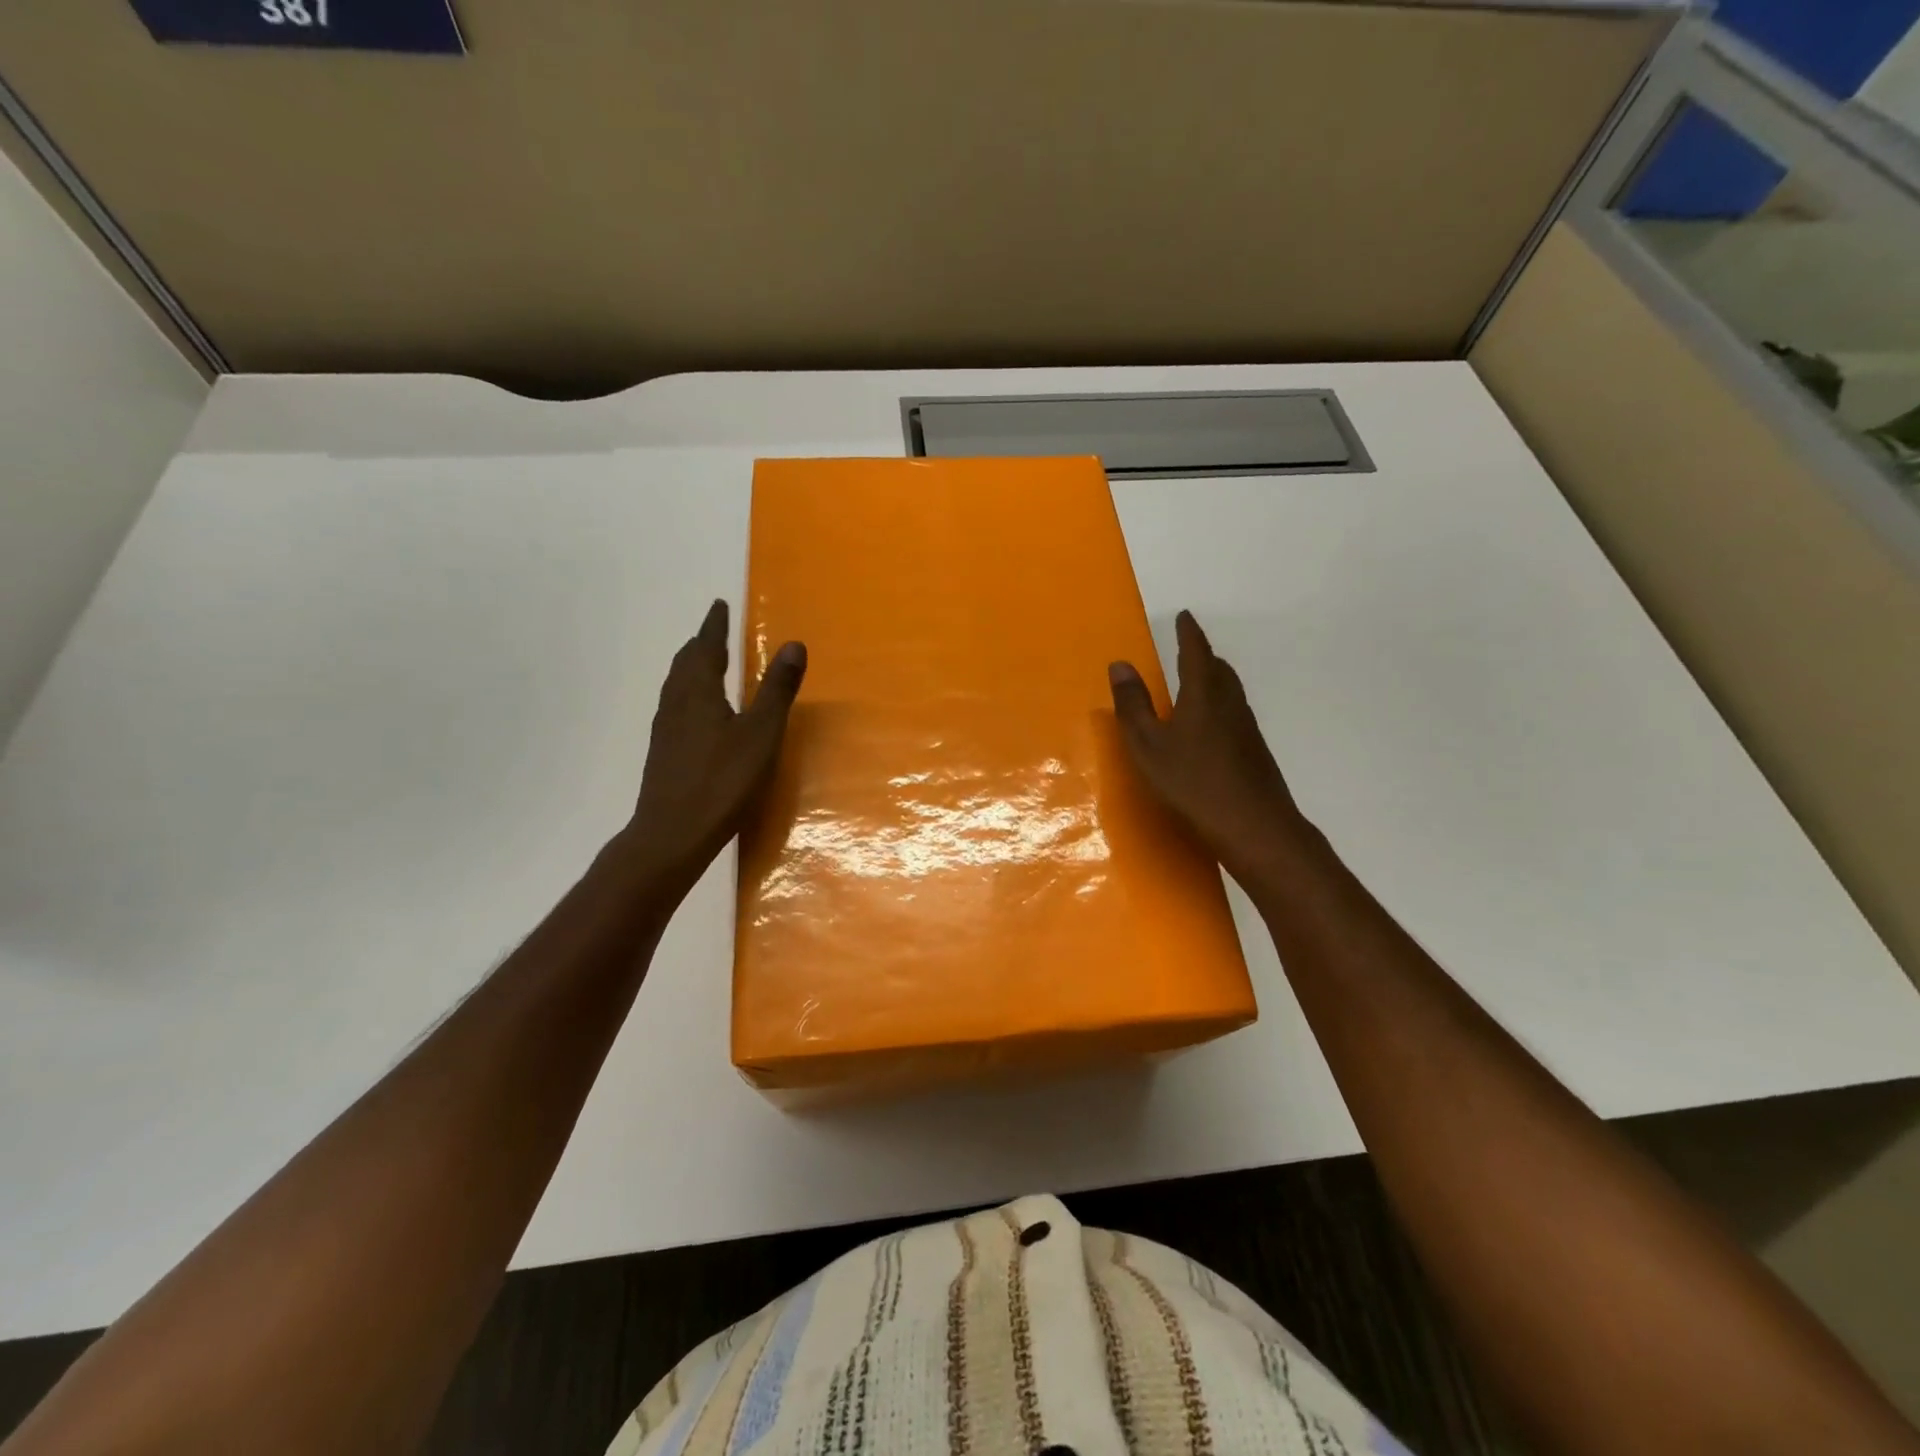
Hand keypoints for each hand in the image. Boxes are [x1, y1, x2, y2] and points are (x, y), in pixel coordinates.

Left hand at [618, 599, 805, 895]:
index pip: (706, 647)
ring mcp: (665, 729)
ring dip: (691, 667)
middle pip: (685, 663)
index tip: (718, 605)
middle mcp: (676, 703)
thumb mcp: (761, 733)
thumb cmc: (723, 780)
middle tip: (713, 630)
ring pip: (676, 685)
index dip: (714, 625)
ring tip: (705, 663)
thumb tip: (794, 643)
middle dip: (700, 643)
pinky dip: (688, 692)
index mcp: (699, 692)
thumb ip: (777, 690)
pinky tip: (697, 712)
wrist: (673, 833)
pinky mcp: (663, 752)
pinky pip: (675, 706)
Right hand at [1108, 610, 1313, 883]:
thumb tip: (1120, 664)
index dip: (1188, 633)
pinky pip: (1233, 712)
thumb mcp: (1148, 745)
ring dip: (1213, 679)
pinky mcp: (1254, 751)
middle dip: (1202, 655)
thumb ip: (1133, 705)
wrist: (1255, 825)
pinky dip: (1219, 704)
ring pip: (1229, 691)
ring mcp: (1246, 728)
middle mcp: (1230, 703)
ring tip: (1195, 681)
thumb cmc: (1193, 782)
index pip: (1196, 652)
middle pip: (1218, 669)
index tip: (1184, 616)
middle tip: (1187, 648)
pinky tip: (1209, 726)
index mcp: (1203, 694)